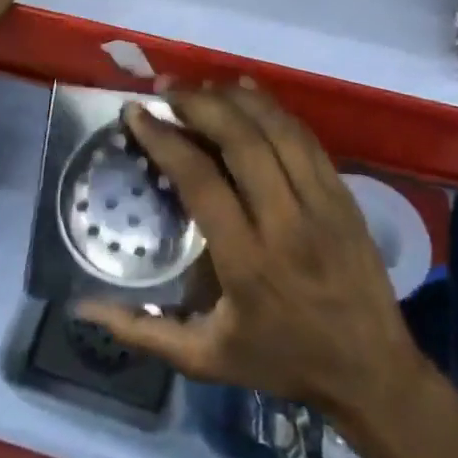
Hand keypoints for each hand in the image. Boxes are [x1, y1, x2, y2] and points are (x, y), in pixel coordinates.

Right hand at [77, 81, 423, 428]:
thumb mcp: (206, 359)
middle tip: (165, 89)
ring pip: (277, 130)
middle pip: (241, 141)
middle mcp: (286, 223)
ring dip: (235, 98)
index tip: (136, 114)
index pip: (201, 181)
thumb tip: (84, 307)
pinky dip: (274, 109)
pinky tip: (248, 92)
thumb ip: (143, 332)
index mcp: (247, 263)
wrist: (373, 372)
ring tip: (200, 85)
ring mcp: (322, 204)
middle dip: (198, 104)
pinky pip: (306, 138)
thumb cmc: (283, 362)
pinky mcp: (344, 195)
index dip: (165, 140)